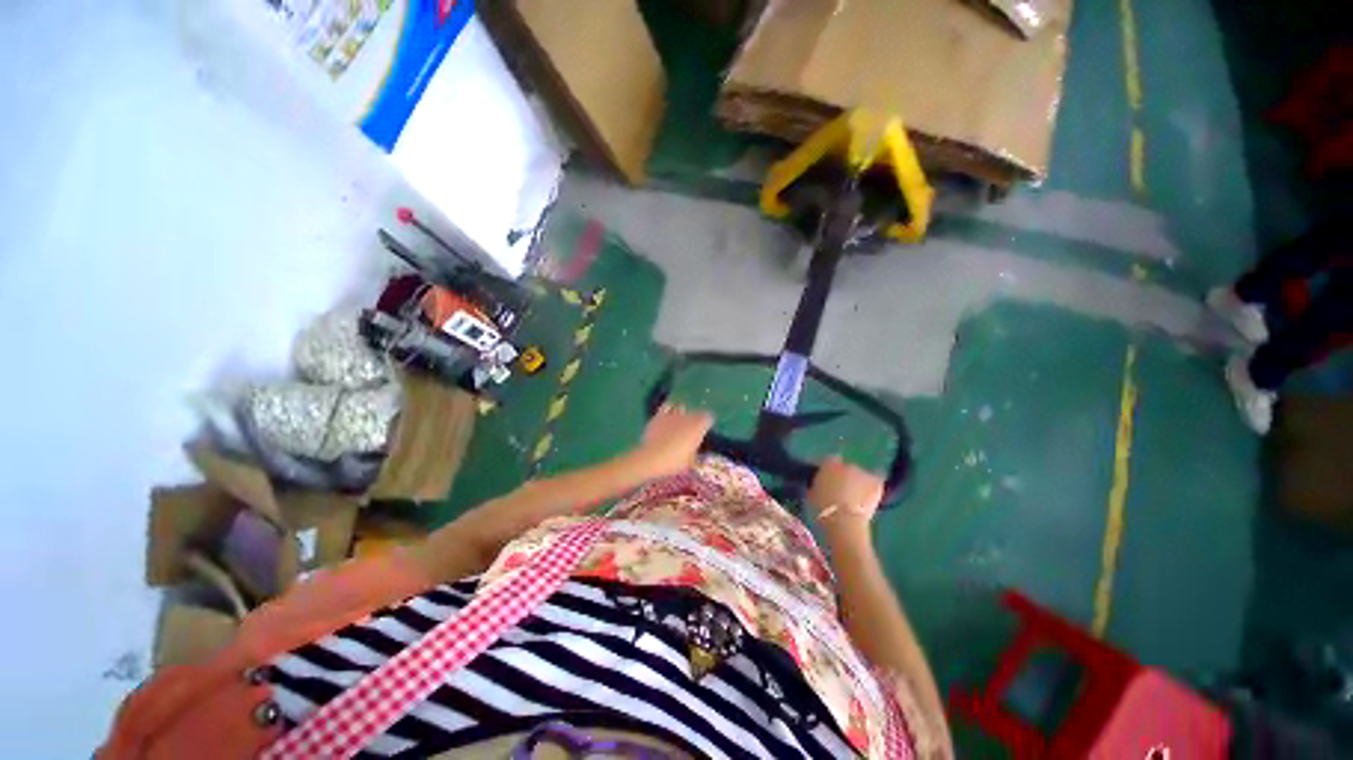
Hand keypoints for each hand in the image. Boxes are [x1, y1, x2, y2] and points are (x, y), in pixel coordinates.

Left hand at [633, 404, 713, 479]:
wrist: (652, 457)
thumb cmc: (674, 461)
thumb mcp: (689, 462)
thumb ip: (695, 454)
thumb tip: (695, 452)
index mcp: (698, 427)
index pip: (709, 418)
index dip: (707, 423)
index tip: (705, 430)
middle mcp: (688, 417)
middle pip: (696, 413)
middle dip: (695, 419)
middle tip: (692, 430)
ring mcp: (673, 414)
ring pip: (681, 407)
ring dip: (682, 413)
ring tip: (679, 421)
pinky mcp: (659, 415)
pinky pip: (667, 406)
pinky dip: (669, 409)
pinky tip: (668, 415)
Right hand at [809, 456, 883, 539]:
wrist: (844, 521)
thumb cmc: (823, 509)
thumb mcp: (812, 494)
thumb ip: (818, 484)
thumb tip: (821, 484)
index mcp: (828, 465)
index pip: (830, 461)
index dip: (830, 471)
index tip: (829, 481)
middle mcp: (846, 464)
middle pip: (847, 468)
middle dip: (845, 477)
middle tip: (842, 492)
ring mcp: (863, 473)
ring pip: (861, 476)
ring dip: (859, 484)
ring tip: (857, 499)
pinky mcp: (876, 484)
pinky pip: (875, 484)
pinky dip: (873, 490)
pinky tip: (869, 500)